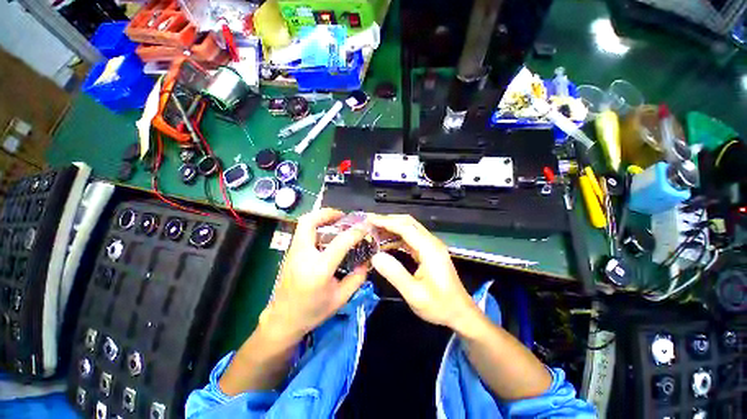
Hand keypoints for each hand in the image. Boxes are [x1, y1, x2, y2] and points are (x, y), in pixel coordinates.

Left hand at [261, 208, 368, 343]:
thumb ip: (357, 278)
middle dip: (327, 213)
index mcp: (319, 269)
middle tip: (342, 216)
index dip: (355, 232)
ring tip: (336, 222)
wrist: (282, 320)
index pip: (340, 242)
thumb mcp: (340, 299)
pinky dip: (315, 227)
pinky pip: (303, 232)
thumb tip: (366, 262)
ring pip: (303, 224)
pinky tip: (326, 236)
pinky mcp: (290, 253)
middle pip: (309, 222)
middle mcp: (303, 256)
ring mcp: (293, 253)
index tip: (365, 226)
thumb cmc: (312, 312)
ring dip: (320, 218)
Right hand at [370, 215, 477, 330]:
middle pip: (407, 222)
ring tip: (373, 232)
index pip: (405, 227)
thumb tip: (375, 256)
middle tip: (369, 223)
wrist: (460, 313)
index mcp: (429, 249)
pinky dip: (396, 237)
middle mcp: (431, 242)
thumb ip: (395, 274)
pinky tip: (385, 243)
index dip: (386, 222)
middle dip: (387, 220)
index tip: (369, 220)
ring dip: (391, 227)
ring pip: (408, 228)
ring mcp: (431, 245)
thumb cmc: (439, 305)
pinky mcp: (428, 251)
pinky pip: (410, 238)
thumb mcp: (414, 294)